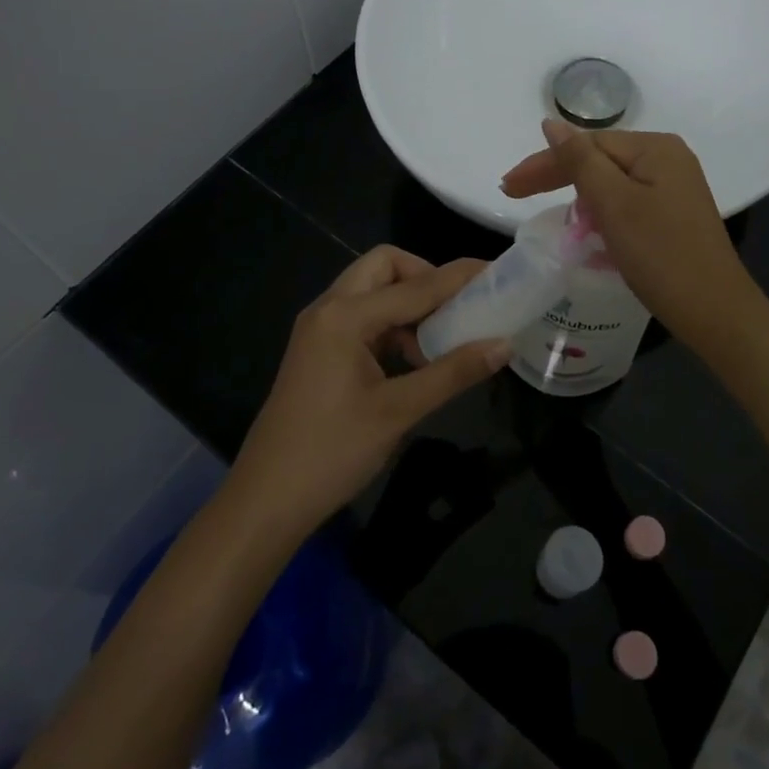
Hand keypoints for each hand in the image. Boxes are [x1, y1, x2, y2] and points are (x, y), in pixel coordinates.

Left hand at [226, 246, 510, 539]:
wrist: (265, 501)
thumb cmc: (331, 453)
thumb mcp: (398, 411)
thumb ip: (453, 373)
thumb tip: (503, 345)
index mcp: (345, 316)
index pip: (415, 285)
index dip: (458, 277)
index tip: (496, 272)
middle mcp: (328, 309)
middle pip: (384, 266)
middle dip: (425, 277)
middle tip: (458, 306)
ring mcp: (319, 329)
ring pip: (372, 290)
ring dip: (409, 302)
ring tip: (442, 337)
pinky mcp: (318, 350)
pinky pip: (362, 317)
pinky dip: (392, 324)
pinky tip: (414, 359)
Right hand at [501, 119, 761, 351]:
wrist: (715, 312)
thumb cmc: (661, 255)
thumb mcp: (614, 204)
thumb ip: (580, 161)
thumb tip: (552, 123)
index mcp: (655, 148)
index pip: (586, 145)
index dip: (545, 163)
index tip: (508, 186)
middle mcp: (667, 159)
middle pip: (599, 160)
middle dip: (556, 176)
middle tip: (512, 193)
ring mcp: (673, 187)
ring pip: (611, 182)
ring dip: (576, 194)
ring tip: (543, 207)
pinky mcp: (673, 214)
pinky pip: (625, 202)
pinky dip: (600, 212)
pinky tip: (583, 225)